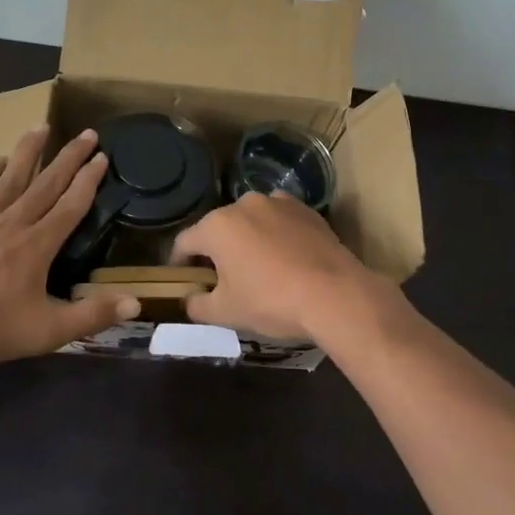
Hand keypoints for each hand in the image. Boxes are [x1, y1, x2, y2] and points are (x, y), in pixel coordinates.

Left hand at [0, 126, 138, 369]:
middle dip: (69, 156)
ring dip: (28, 151)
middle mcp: (12, 223)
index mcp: (37, 245)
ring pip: (10, 177)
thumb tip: (136, 304)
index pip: (71, 205)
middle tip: (88, 132)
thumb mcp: (46, 332)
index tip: (103, 157)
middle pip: (46, 183)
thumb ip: (91, 316)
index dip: (89, 180)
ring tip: (42, 126)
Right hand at [170, 191, 388, 341]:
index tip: (183, 280)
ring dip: (247, 239)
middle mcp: (243, 204)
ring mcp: (277, 202)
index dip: (179, 263)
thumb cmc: (271, 302)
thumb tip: (189, 300)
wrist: (335, 294)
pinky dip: (275, 234)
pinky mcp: (305, 209)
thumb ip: (197, 305)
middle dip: (215, 250)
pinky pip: (279, 220)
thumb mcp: (226, 313)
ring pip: (250, 221)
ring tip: (257, 266)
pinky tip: (285, 257)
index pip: (184, 242)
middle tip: (221, 279)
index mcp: (216, 226)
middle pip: (218, 228)